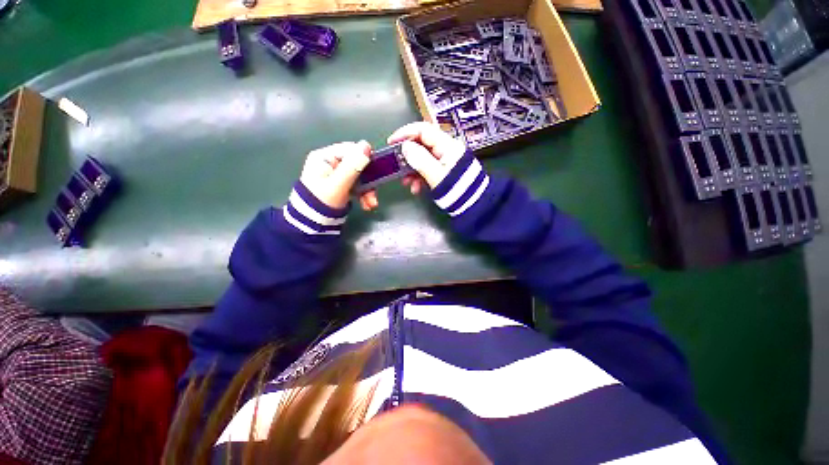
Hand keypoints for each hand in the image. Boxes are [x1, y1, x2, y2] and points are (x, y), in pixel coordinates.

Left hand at [300, 141, 373, 209]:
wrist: (313, 223)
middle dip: (368, 180)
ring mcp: (336, 174)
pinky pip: (356, 185)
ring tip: (371, 204)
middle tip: (374, 194)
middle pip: (356, 164)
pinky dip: (363, 194)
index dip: (365, 159)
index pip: (350, 150)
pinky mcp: (341, 185)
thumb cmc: (323, 202)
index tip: (376, 171)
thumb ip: (352, 166)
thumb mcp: (339, 184)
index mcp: (325, 157)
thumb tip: (366, 145)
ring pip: (359, 176)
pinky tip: (367, 205)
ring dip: (368, 190)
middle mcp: (330, 162)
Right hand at [388, 122, 466, 189]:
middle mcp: (446, 149)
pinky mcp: (444, 170)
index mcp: (447, 146)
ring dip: (412, 170)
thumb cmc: (456, 190)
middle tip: (397, 167)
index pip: (423, 130)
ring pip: (423, 158)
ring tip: (407, 183)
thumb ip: (420, 160)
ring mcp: (445, 160)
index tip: (391, 142)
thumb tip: (406, 147)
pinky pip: (428, 168)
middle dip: (408, 157)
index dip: (405, 133)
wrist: (473, 205)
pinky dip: (419, 177)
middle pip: (421, 145)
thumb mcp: (436, 176)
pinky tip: (416, 188)